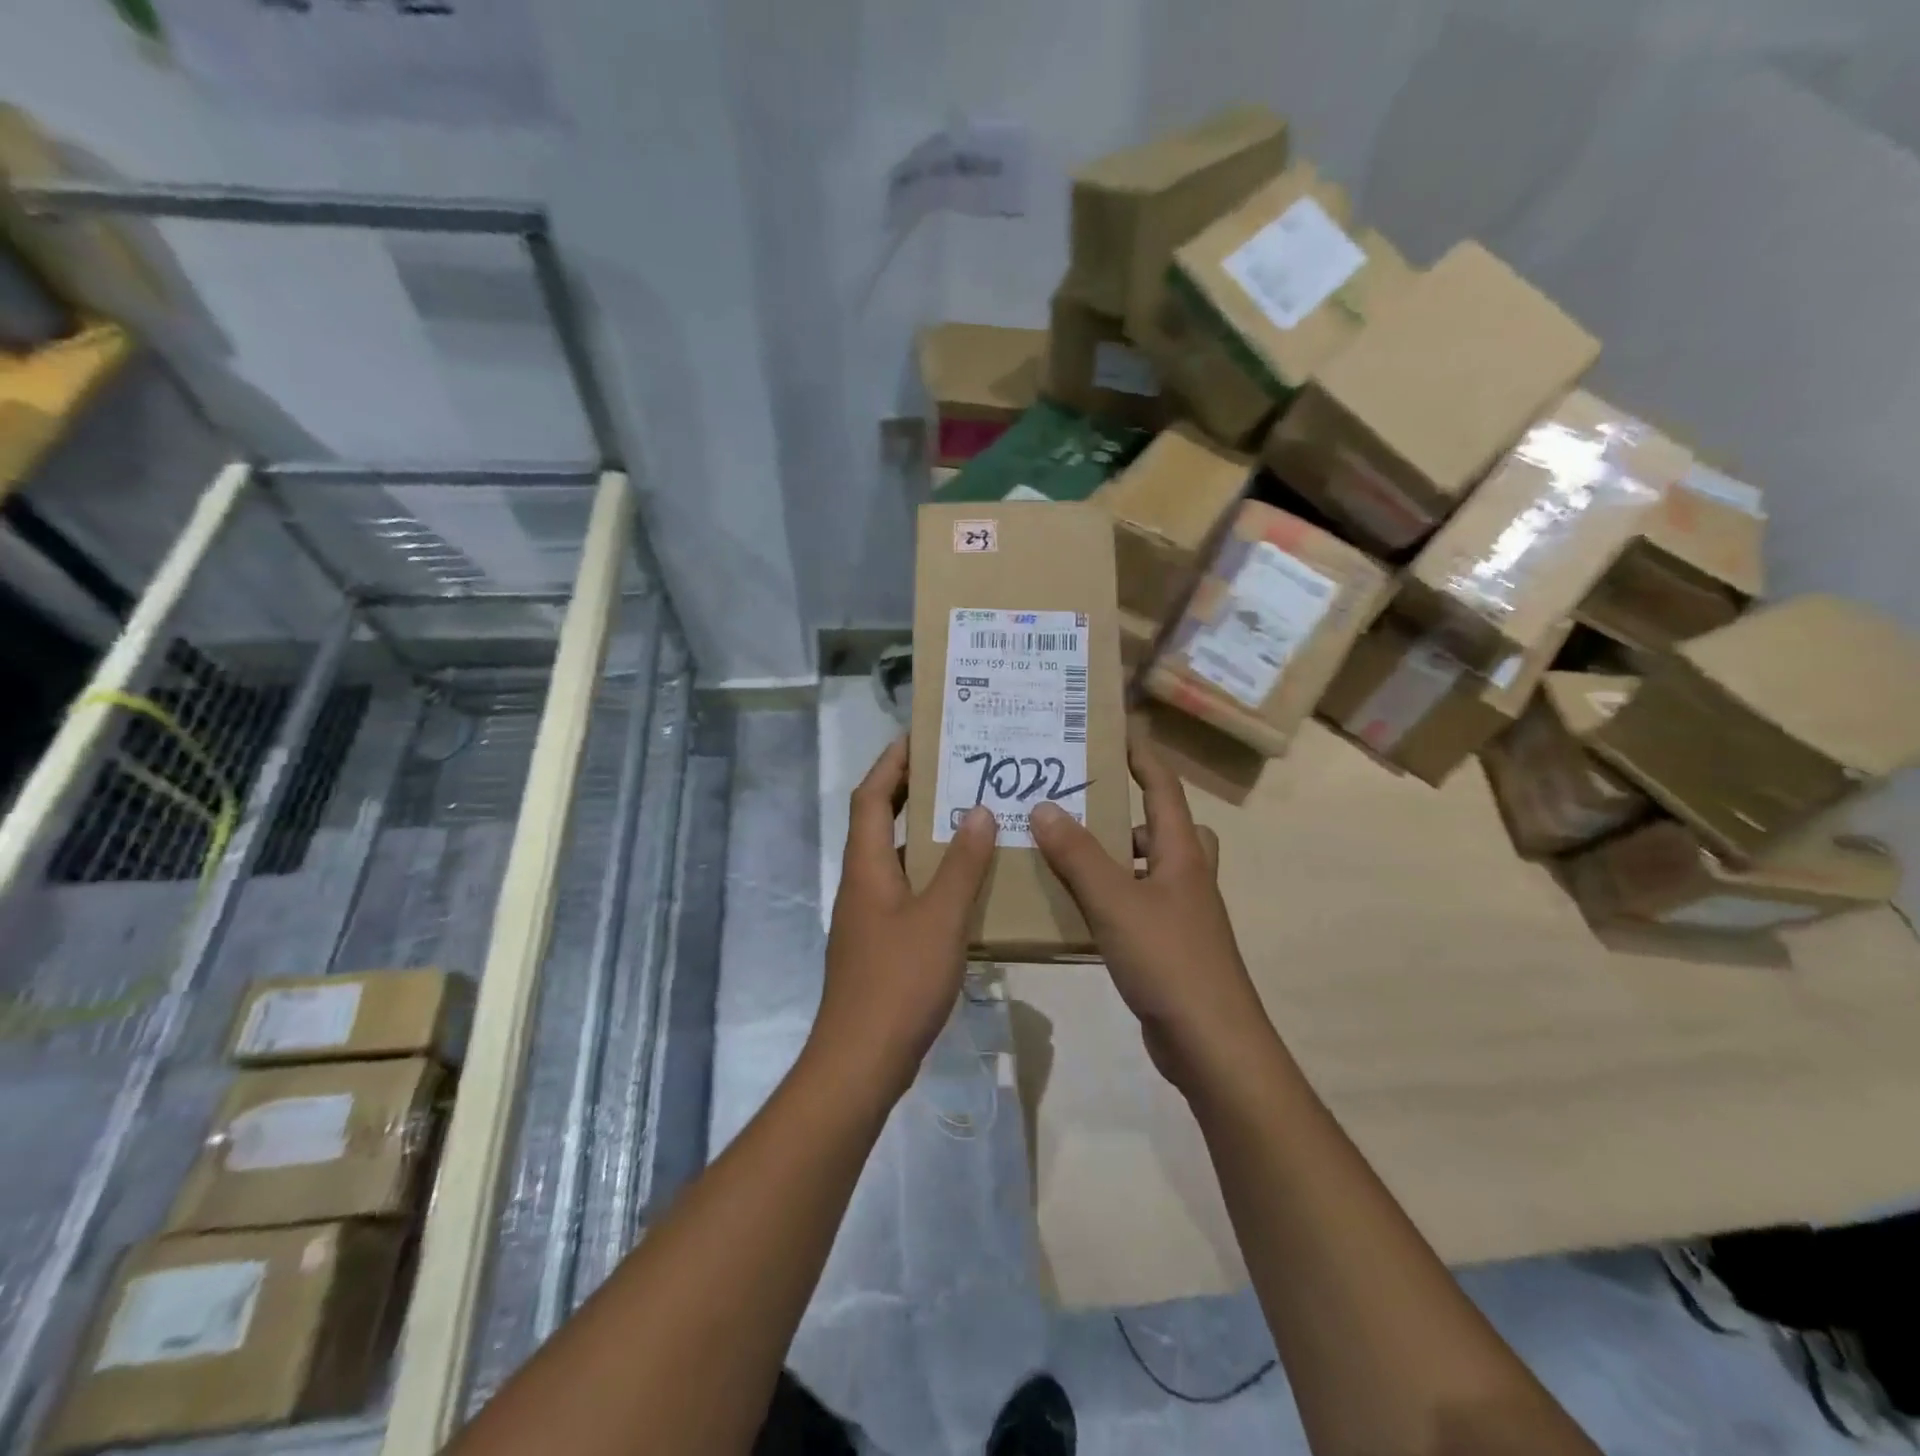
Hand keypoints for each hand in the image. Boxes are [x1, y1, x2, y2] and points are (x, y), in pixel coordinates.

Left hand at [813, 737, 996, 1102]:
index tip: (920, 737)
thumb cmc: (899, 980)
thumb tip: (976, 811)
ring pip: (896, 858)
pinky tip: (967, 885)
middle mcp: (862, 882)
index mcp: (867, 866)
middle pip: (879, 821)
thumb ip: (961, 865)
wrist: (862, 1059)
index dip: (891, 763)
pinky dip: (932, 875)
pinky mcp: (880, 942)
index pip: (871, 797)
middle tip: (954, 770)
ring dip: (925, 835)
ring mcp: (868, 915)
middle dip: (910, 792)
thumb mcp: (941, 918)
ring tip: (970, 819)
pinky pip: (906, 891)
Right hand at [1029, 729, 1264, 1089]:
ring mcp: (1181, 913)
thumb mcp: (1115, 901)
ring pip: (1148, 867)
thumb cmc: (1168, 959)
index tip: (1115, 733)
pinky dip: (1112, 895)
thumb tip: (1045, 806)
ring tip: (1066, 852)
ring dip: (1116, 855)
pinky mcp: (1169, 945)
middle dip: (1128, 810)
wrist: (1211, 1042)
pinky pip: (1137, 903)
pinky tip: (1077, 908)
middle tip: (1082, 803)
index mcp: (1181, 853)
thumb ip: (1078, 855)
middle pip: (1164, 826)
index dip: (1142, 758)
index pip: (1164, 788)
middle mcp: (1186, 876)